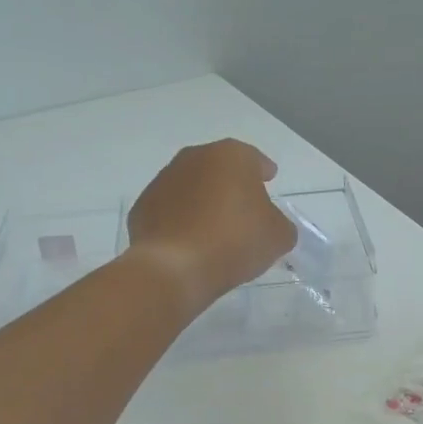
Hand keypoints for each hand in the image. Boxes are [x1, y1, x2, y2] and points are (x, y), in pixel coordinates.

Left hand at [127, 140, 295, 312]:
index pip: (253, 159)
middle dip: (230, 185)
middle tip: (242, 207)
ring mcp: (163, 181)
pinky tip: (189, 242)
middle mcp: (194, 158)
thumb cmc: (234, 241)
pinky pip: (170, 211)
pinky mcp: (142, 207)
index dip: (263, 171)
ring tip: (214, 229)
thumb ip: (280, 224)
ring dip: (202, 201)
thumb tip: (271, 225)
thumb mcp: (277, 236)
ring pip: (191, 187)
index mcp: (231, 156)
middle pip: (219, 169)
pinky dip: (180, 221)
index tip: (269, 179)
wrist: (174, 267)